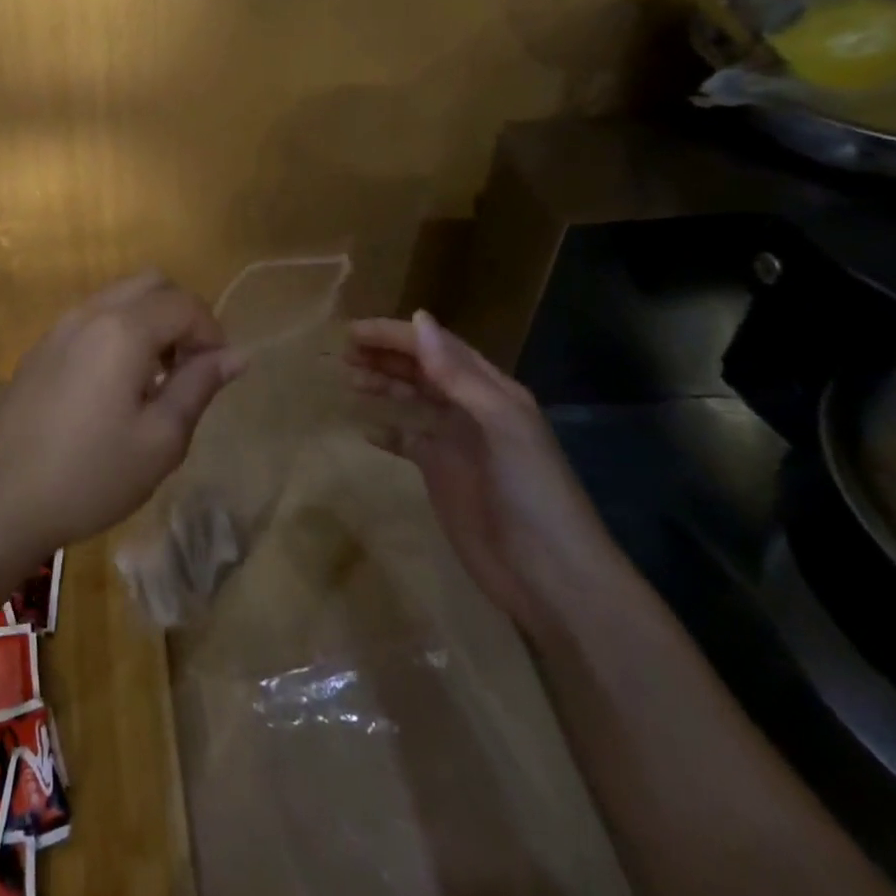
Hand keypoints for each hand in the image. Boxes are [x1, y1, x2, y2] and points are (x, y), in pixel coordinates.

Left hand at [0, 271, 246, 558]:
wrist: (4, 499)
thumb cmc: (91, 475)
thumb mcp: (160, 440)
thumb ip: (199, 387)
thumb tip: (236, 355)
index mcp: (122, 329)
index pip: (185, 304)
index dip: (212, 333)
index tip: (215, 375)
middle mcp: (89, 313)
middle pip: (151, 283)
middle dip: (181, 315)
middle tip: (188, 368)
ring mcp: (59, 327)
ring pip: (118, 297)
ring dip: (149, 321)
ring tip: (154, 378)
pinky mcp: (40, 347)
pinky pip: (91, 318)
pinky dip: (118, 331)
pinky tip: (114, 385)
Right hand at [345, 310, 625, 634]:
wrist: (552, 578)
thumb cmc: (530, 492)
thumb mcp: (500, 425)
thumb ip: (457, 374)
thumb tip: (418, 318)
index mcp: (492, 392)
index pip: (437, 348)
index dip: (396, 335)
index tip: (353, 332)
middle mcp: (473, 410)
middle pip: (422, 369)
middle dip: (385, 356)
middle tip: (343, 353)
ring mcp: (457, 443)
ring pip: (413, 399)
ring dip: (383, 384)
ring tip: (348, 378)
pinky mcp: (443, 475)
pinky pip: (408, 441)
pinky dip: (387, 431)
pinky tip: (365, 429)